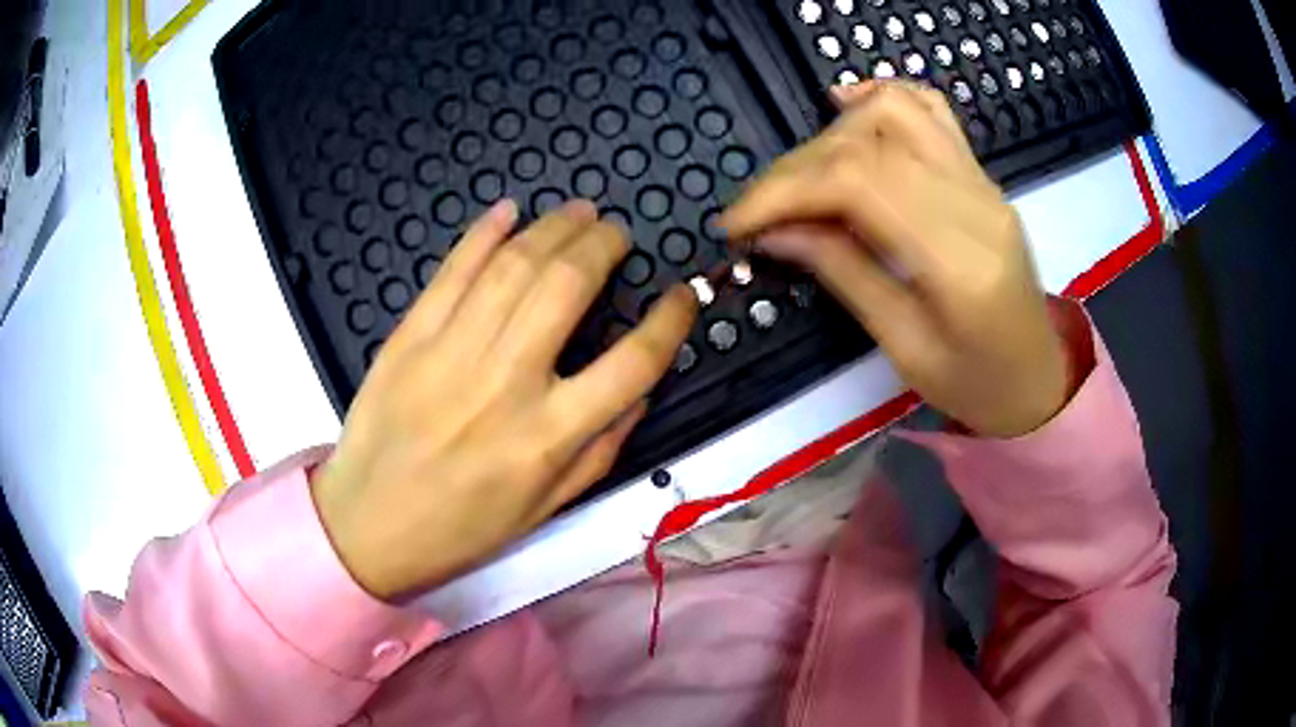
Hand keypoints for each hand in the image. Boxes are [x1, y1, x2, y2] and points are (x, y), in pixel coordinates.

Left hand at [312, 200, 697, 600]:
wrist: (370, 526)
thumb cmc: (463, 527)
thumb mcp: (548, 508)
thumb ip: (603, 448)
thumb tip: (641, 389)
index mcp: (548, 436)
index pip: (633, 362)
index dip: (670, 320)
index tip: (681, 294)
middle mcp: (505, 383)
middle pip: (568, 286)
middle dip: (603, 245)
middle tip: (616, 234)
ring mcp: (450, 352)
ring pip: (513, 266)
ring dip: (553, 228)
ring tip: (578, 212)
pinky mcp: (408, 337)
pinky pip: (452, 270)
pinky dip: (483, 232)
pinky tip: (509, 211)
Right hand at [722, 81, 1069, 437]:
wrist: (1039, 378)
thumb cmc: (976, 386)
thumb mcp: (904, 348)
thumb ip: (843, 274)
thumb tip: (774, 231)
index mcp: (959, 260)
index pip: (858, 183)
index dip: (785, 190)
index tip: (737, 223)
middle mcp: (976, 202)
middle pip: (868, 143)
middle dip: (795, 169)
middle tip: (759, 213)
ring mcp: (983, 181)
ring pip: (894, 111)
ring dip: (830, 134)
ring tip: (801, 176)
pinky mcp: (981, 175)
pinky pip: (931, 109)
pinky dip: (881, 97)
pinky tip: (845, 108)